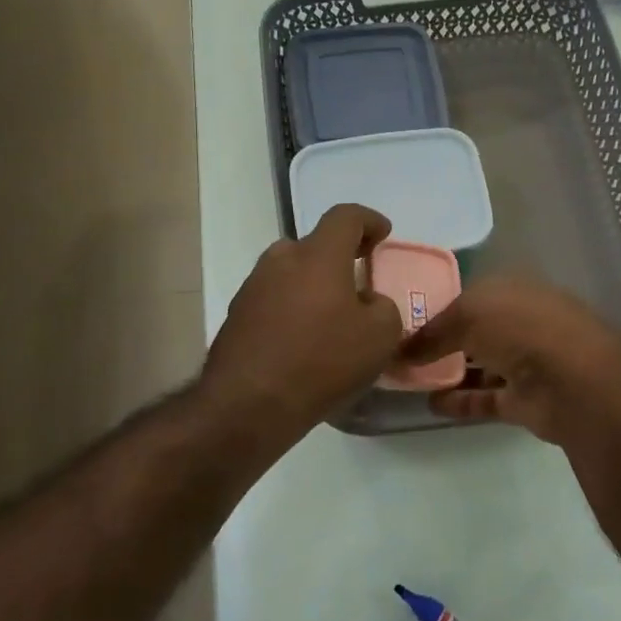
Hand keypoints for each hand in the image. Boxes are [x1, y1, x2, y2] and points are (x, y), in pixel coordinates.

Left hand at [203, 204, 404, 439]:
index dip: (369, 220)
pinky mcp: (236, 316)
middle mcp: (280, 260)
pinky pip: (274, 301)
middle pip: (314, 246)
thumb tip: (367, 303)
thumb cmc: (322, 361)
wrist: (248, 404)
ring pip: (291, 274)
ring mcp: (252, 287)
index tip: (383, 234)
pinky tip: (304, 343)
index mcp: (318, 255)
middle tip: (356, 285)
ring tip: (330, 320)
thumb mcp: (380, 337)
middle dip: (338, 259)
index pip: (345, 216)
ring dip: (313, 287)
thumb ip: (384, 308)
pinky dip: (292, 311)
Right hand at [399, 277, 620, 444]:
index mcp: (513, 290)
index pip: (470, 296)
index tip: (404, 320)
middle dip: (443, 340)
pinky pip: (485, 398)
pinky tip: (430, 404)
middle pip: (476, 331)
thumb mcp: (468, 315)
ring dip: (449, 371)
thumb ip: (432, 333)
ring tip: (409, 379)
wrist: (575, 381)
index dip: (439, 306)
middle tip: (401, 352)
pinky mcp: (525, 400)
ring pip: (481, 365)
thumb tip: (401, 351)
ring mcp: (526, 362)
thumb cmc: (521, 329)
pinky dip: (460, 401)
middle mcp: (522, 322)